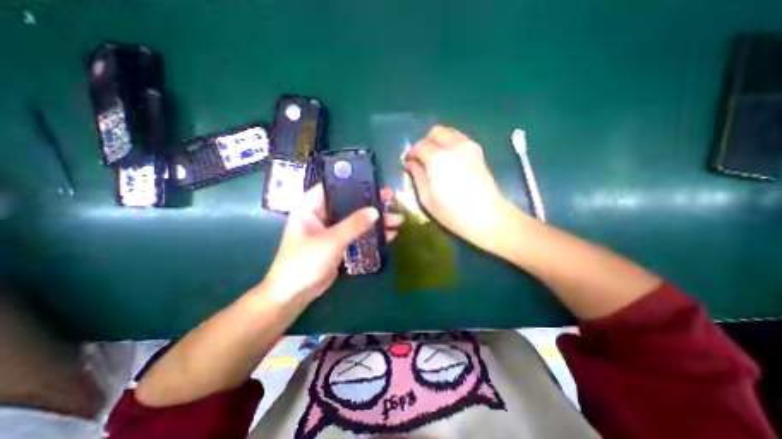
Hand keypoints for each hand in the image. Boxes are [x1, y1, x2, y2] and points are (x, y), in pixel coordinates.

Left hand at [260, 184, 398, 302]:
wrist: (294, 294)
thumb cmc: (304, 262)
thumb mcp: (330, 241)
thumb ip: (353, 225)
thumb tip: (376, 211)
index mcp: (311, 206)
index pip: (335, 187)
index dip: (356, 183)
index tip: (377, 185)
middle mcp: (321, 214)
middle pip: (350, 203)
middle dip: (372, 203)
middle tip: (392, 200)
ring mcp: (331, 229)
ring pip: (356, 219)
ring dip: (375, 220)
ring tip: (397, 220)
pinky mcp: (339, 243)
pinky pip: (357, 234)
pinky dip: (371, 234)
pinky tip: (389, 234)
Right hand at [404, 128, 513, 248]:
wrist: (488, 217)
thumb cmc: (453, 212)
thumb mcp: (427, 198)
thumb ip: (417, 176)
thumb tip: (410, 163)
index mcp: (438, 158)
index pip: (420, 146)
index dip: (411, 153)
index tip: (407, 162)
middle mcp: (454, 146)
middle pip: (435, 132)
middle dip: (425, 142)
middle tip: (421, 159)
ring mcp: (469, 147)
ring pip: (449, 132)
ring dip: (438, 141)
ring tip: (435, 159)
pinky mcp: (479, 152)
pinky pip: (460, 139)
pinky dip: (451, 144)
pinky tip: (449, 160)